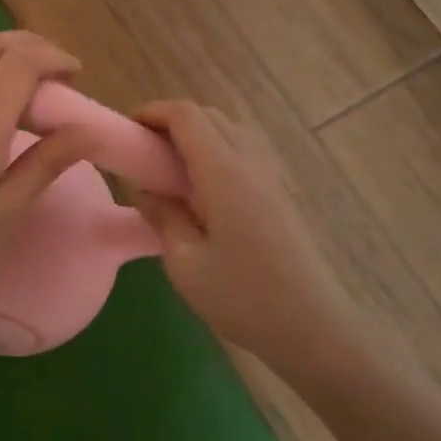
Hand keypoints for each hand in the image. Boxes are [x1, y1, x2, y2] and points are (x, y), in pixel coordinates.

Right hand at [131, 101, 349, 370]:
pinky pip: (245, 151)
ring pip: (231, 130)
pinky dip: (218, 150)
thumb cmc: (243, 297)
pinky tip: (204, 188)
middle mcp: (250, 162)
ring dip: (197, 134)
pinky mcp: (282, 193)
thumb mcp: (185, 263)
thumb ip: (162, 216)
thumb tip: (144, 189)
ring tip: (170, 168)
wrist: (314, 328)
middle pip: (209, 116)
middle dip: (171, 121)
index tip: (126, 131)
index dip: (153, 112)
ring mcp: (272, 176)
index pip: (186, 116)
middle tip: (144, 151)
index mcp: (224, 172)